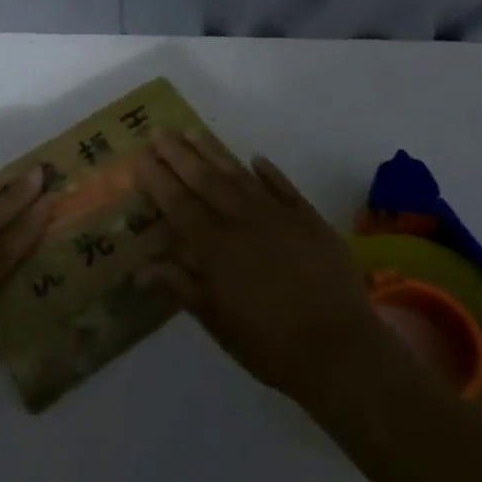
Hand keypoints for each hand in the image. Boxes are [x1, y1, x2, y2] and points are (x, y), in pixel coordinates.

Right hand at [137, 132, 391, 411]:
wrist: (340, 350)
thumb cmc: (269, 344)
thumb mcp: (217, 321)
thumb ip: (181, 286)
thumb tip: (141, 268)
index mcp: (214, 246)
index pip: (178, 203)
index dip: (158, 178)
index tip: (141, 155)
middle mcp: (241, 221)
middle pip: (204, 179)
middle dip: (179, 154)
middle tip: (160, 132)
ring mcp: (278, 215)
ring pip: (239, 175)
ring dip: (214, 152)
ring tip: (194, 131)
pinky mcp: (309, 219)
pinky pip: (284, 187)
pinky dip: (269, 172)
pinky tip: (256, 159)